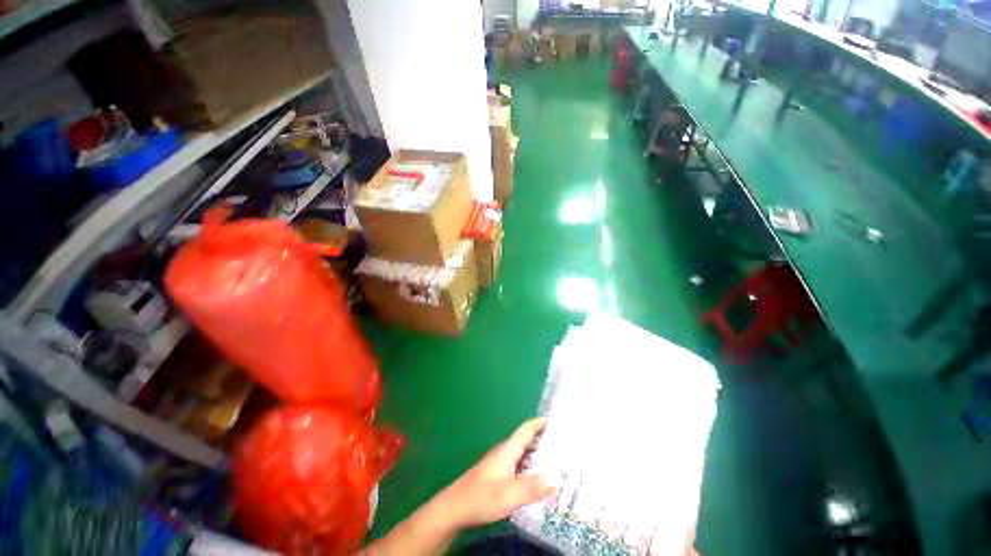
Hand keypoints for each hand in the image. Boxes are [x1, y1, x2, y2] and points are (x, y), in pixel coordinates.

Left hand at [433, 418, 555, 528]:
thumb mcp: (508, 495)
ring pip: (523, 453)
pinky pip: (519, 465)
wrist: (455, 508)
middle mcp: (505, 452)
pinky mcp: (498, 474)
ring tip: (557, 463)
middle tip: (564, 446)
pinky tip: (538, 480)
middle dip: (544, 439)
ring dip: (538, 454)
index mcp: (508, 450)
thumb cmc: (481, 497)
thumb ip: (531, 488)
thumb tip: (556, 480)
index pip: (526, 429)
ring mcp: (500, 463)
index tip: (557, 421)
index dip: (540, 423)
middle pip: (527, 440)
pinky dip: (531, 467)